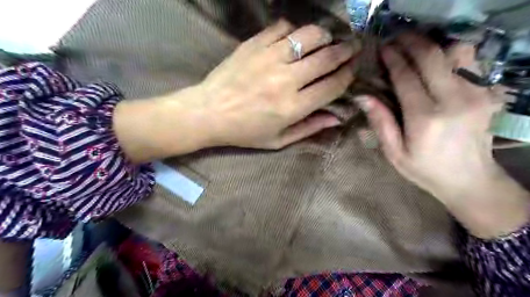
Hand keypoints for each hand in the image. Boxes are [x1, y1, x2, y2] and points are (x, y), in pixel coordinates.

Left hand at [192, 20, 355, 148]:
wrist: (208, 112)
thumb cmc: (244, 132)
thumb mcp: (278, 140)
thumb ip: (309, 129)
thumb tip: (337, 118)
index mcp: (292, 107)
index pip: (332, 86)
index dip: (348, 75)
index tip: (353, 69)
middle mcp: (285, 80)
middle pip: (326, 58)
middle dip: (345, 50)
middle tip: (352, 46)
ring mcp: (269, 58)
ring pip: (308, 36)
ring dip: (324, 35)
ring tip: (327, 39)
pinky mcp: (254, 45)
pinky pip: (282, 27)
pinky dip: (294, 30)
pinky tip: (294, 39)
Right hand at [360, 34, 529, 238]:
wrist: (470, 179)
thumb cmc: (424, 169)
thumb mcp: (394, 152)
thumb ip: (381, 122)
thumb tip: (362, 96)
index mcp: (425, 118)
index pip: (406, 77)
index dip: (393, 59)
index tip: (382, 48)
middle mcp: (454, 100)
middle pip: (432, 57)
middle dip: (412, 42)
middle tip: (396, 40)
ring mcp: (476, 94)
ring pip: (457, 52)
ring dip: (434, 46)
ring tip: (416, 51)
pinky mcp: (488, 93)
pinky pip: (471, 62)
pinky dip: (451, 55)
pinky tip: (437, 63)